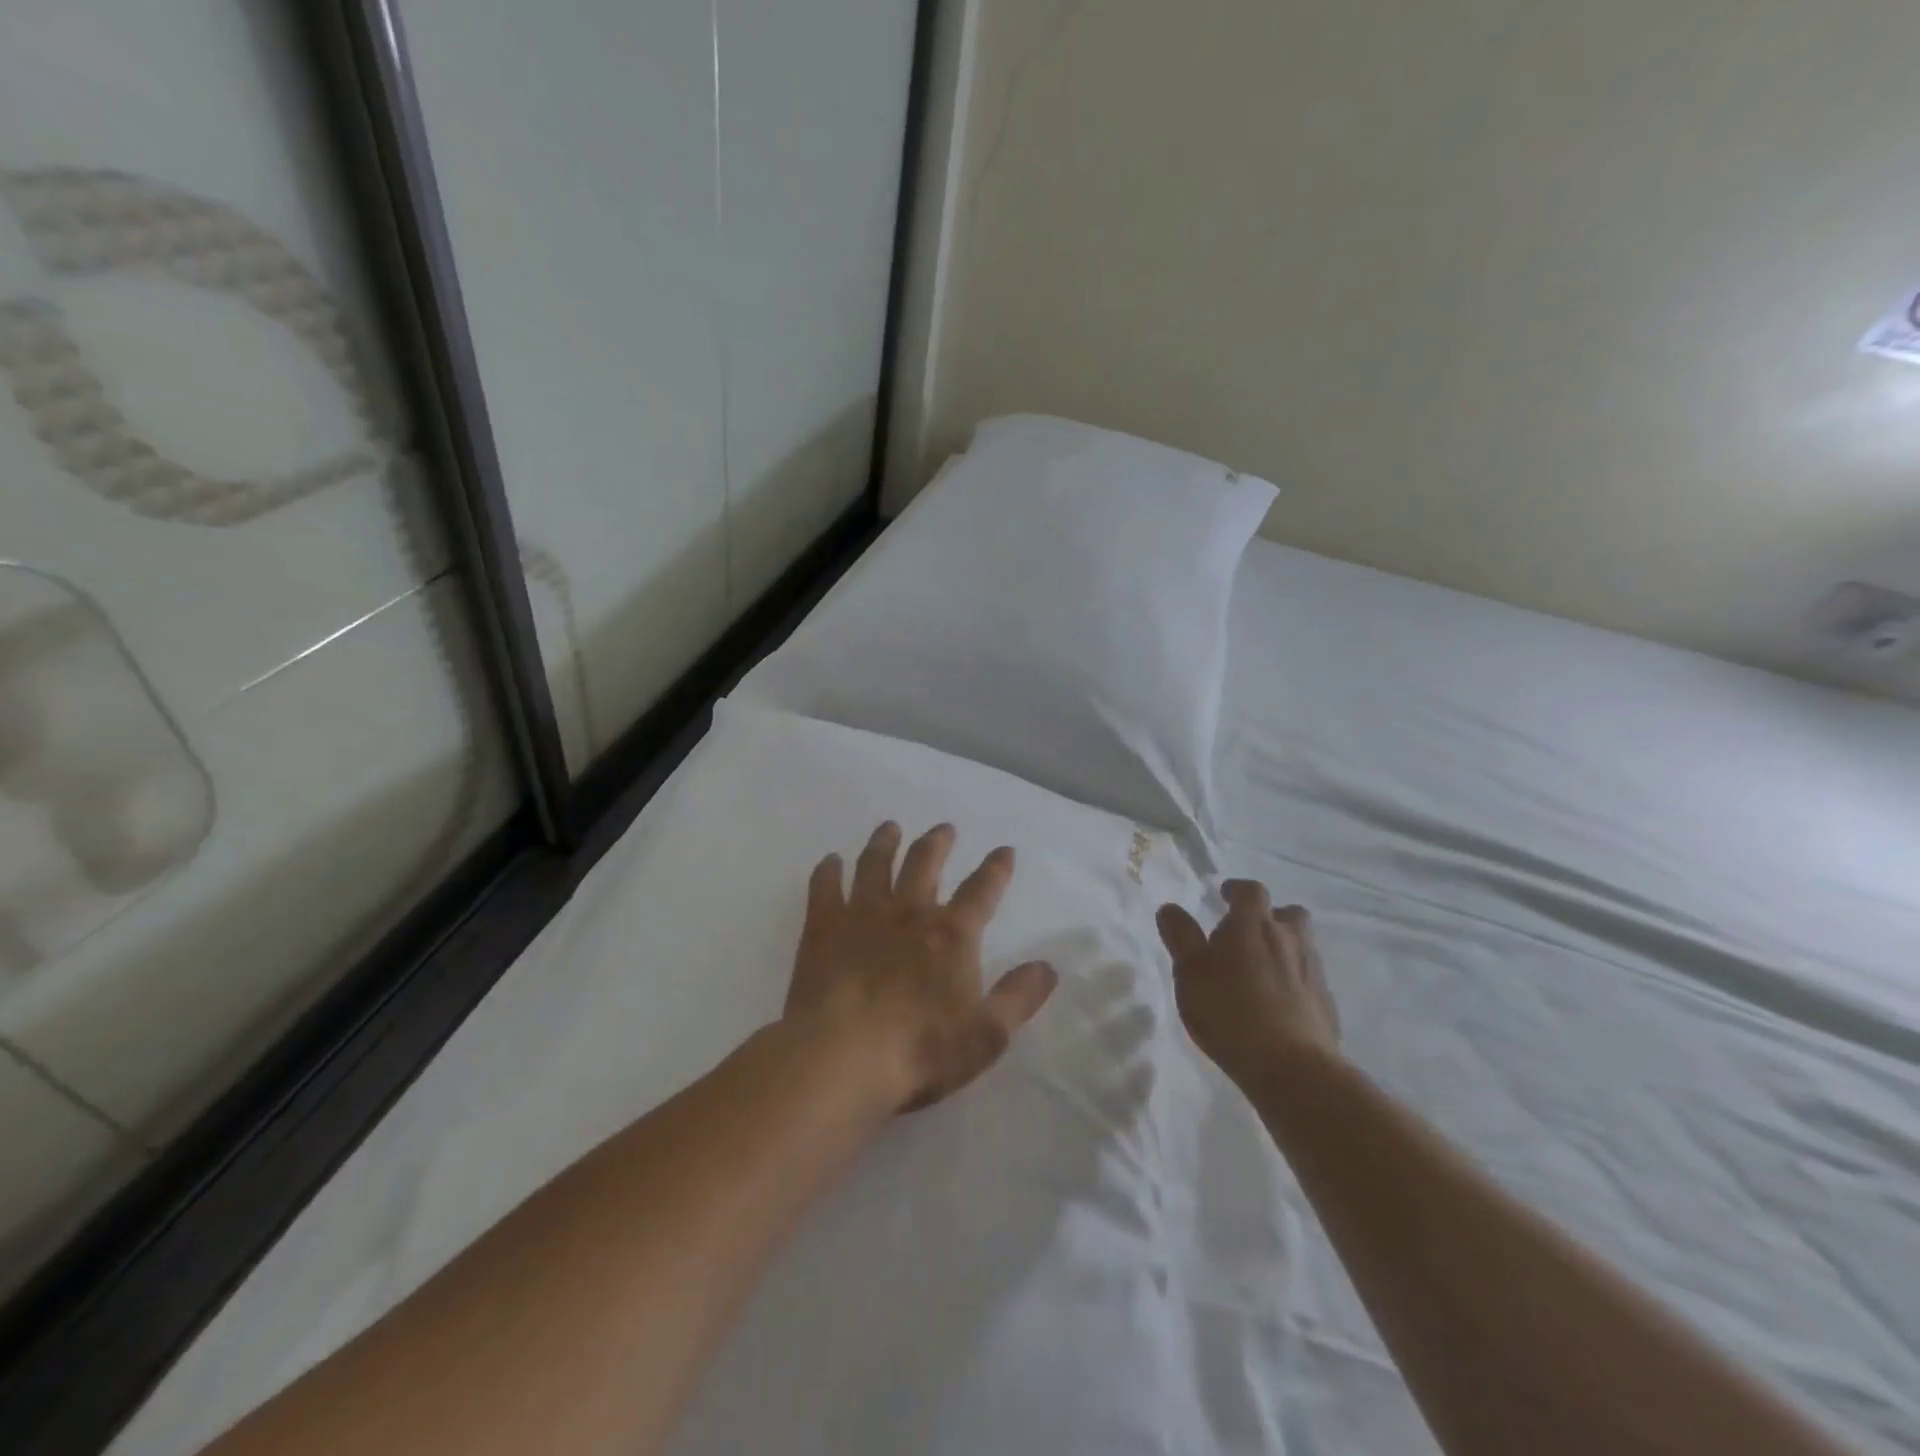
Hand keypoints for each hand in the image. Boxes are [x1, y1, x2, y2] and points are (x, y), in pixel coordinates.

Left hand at [785, 822, 1057, 1113]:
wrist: (842, 1057)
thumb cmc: (920, 1050)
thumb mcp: (986, 1035)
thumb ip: (1018, 998)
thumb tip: (1047, 967)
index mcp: (951, 935)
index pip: (981, 891)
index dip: (996, 869)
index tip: (1004, 850)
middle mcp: (909, 912)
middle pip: (925, 863)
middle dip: (938, 843)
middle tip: (944, 828)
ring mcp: (862, 915)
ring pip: (875, 864)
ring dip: (885, 843)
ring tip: (890, 828)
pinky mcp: (822, 928)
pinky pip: (825, 887)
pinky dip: (828, 871)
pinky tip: (830, 861)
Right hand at [1156, 880, 1339, 1087]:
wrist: (1291, 1067)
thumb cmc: (1229, 1011)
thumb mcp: (1190, 973)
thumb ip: (1181, 938)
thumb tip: (1170, 908)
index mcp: (1254, 925)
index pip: (1251, 891)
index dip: (1237, 890)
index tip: (1224, 894)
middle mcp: (1289, 940)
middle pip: (1288, 914)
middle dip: (1270, 917)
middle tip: (1247, 934)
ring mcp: (1313, 972)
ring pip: (1302, 946)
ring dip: (1284, 949)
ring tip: (1261, 972)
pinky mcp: (1327, 1004)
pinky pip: (1309, 980)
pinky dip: (1295, 982)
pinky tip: (1279, 1005)